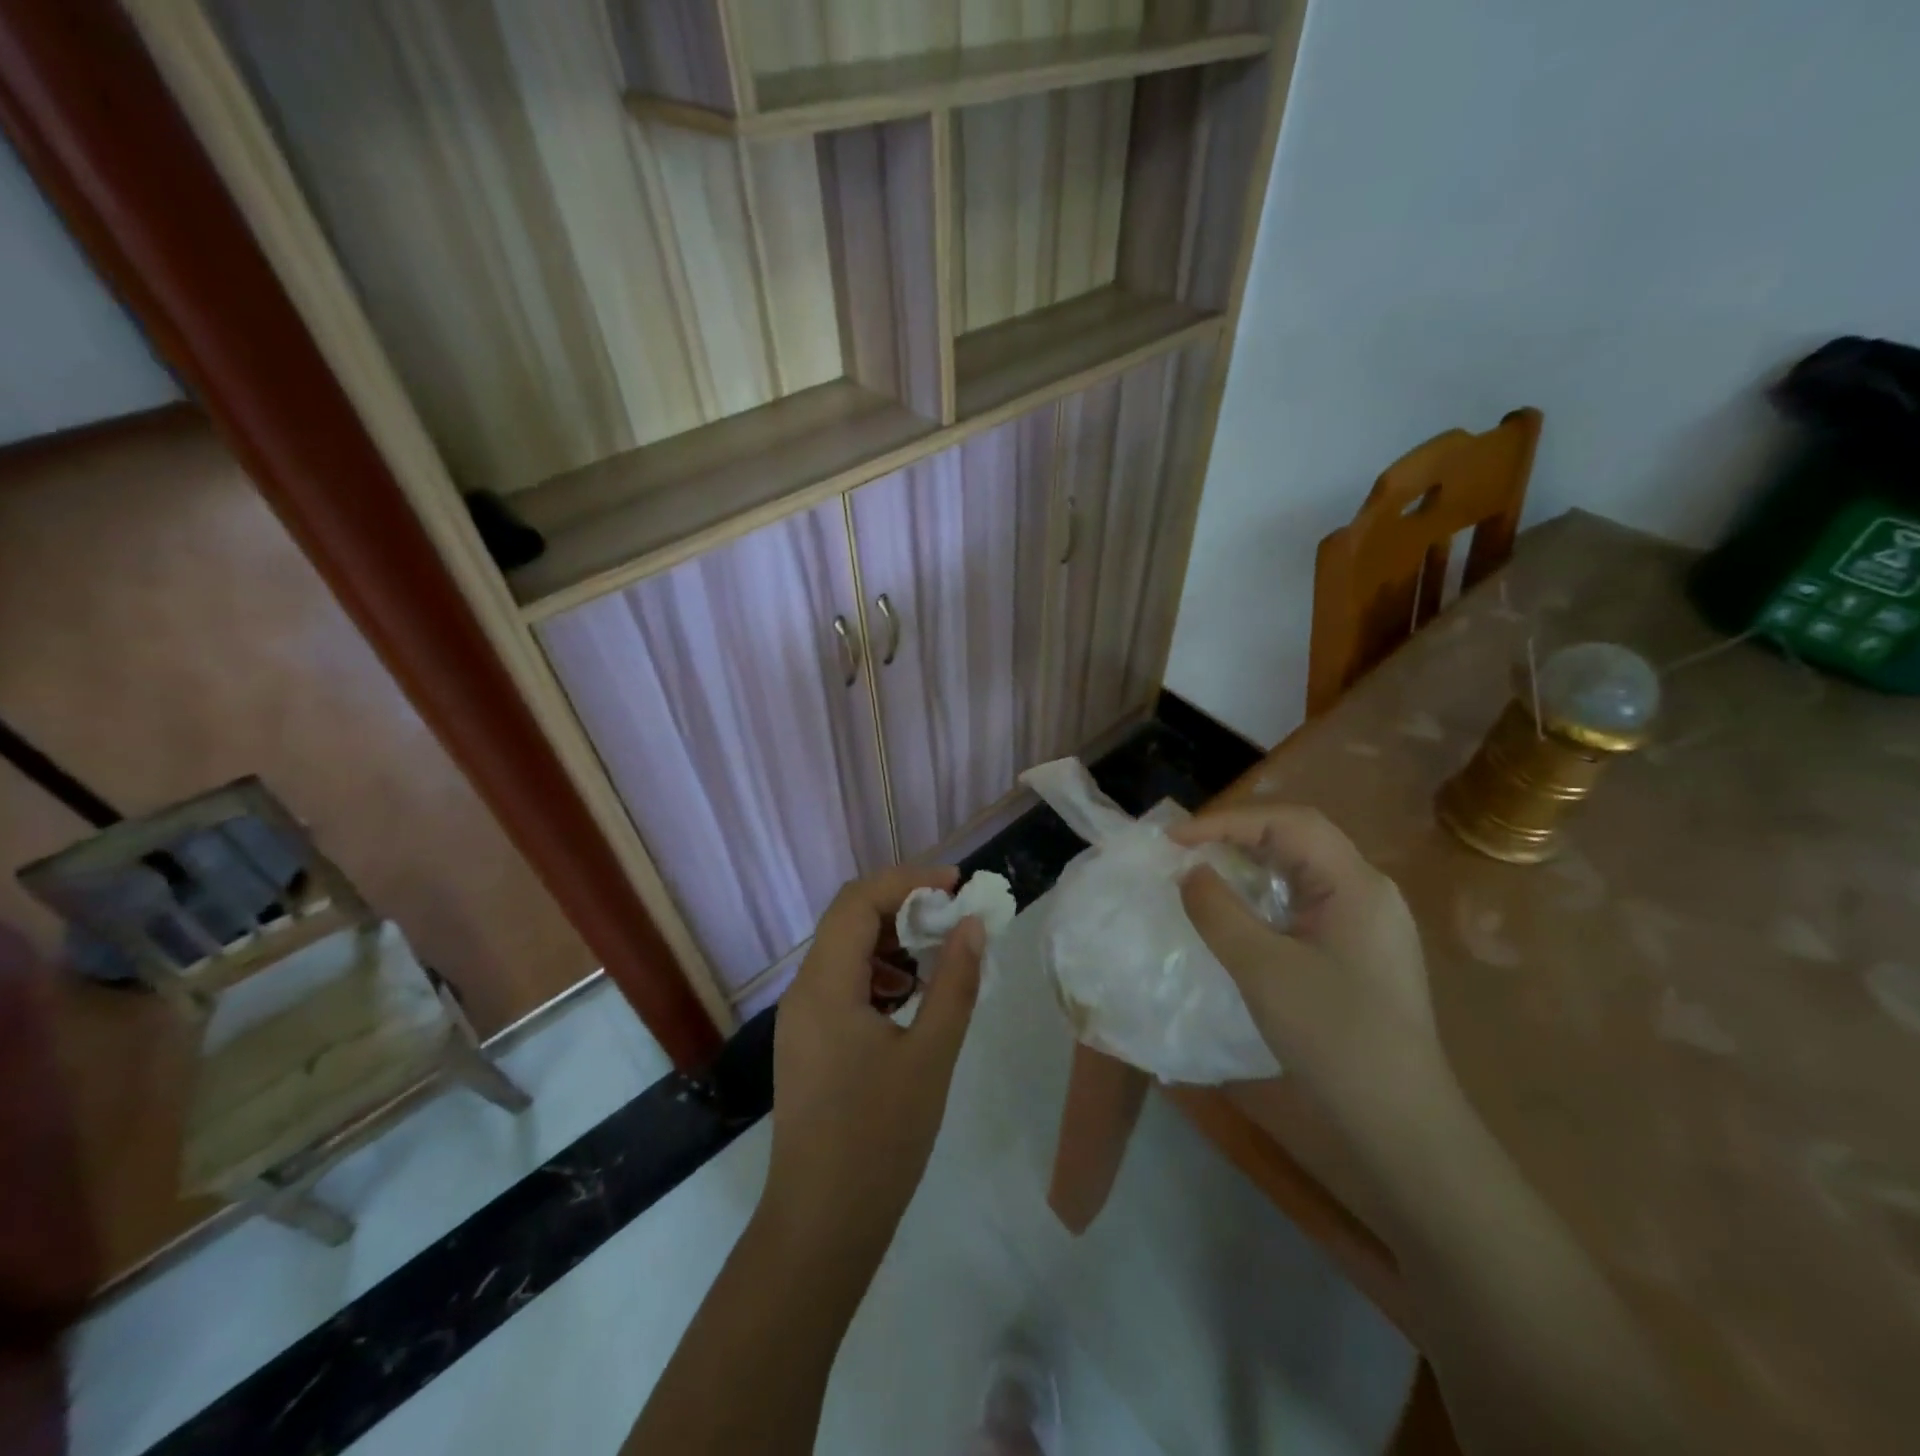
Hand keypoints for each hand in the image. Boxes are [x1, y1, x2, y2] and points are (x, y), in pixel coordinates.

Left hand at [762, 866, 984, 1255]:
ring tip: (938, 955)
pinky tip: (910, 997)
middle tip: (953, 915)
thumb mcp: (931, 1056)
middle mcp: (804, 990)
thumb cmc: (879, 1139)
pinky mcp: (808, 1041)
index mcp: (825, 985)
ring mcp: (802, 1018)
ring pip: (844, 950)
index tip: (956, 885)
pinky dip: (878, 972)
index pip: (859, 900)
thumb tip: (972, 925)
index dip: (908, 880)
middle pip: (848, 918)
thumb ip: (954, 983)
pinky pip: (842, 983)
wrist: (821, 1226)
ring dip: (891, 939)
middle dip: (902, 905)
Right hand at [1171, 805, 1446, 1132]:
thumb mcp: (1262, 969)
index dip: (1226, 821)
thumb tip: (1190, 872)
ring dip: (1253, 863)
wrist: (1401, 1123)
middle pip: (1300, 838)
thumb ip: (1218, 911)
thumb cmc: (1333, 1037)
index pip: (1288, 823)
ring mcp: (1371, 922)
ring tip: (1205, 871)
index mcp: (1356, 884)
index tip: (1175, 841)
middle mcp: (1369, 891)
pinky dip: (1268, 894)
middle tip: (1186, 850)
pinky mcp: (1363, 950)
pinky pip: (1309, 900)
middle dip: (1239, 835)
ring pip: (1304, 869)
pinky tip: (1242, 912)